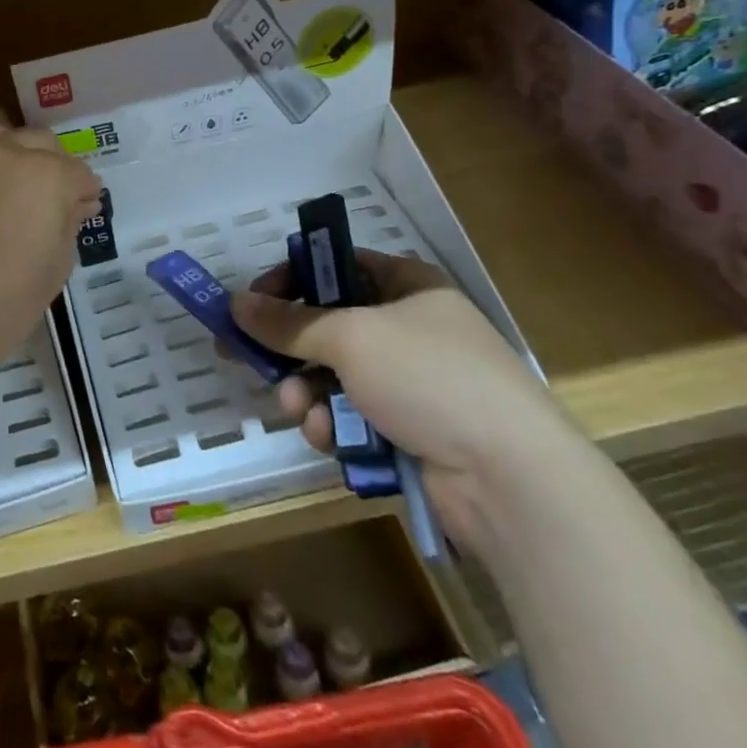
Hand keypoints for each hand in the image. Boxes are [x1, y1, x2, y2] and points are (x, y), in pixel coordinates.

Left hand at [0, 104, 101, 387]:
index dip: (83, 192)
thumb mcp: (56, 265)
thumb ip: (69, 222)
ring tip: (6, 178)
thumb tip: (76, 203)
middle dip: (50, 163)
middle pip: (38, 140)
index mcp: (45, 174)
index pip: (77, 171)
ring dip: (7, 147)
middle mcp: (2, 151)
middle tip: (46, 197)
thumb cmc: (6, 302)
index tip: (82, 209)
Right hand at [229, 251, 581, 543]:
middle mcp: (409, 328)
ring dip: (304, 391)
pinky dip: (330, 423)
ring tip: (295, 409)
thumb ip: (288, 322)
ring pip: (332, 374)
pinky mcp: (408, 429)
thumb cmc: (429, 378)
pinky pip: (350, 414)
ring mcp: (411, 382)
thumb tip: (235, 302)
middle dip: (288, 348)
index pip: (335, 266)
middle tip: (244, 358)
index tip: (251, 302)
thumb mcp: (350, 337)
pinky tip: (324, 436)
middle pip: (327, 324)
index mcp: (408, 286)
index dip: (290, 279)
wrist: (511, 480)